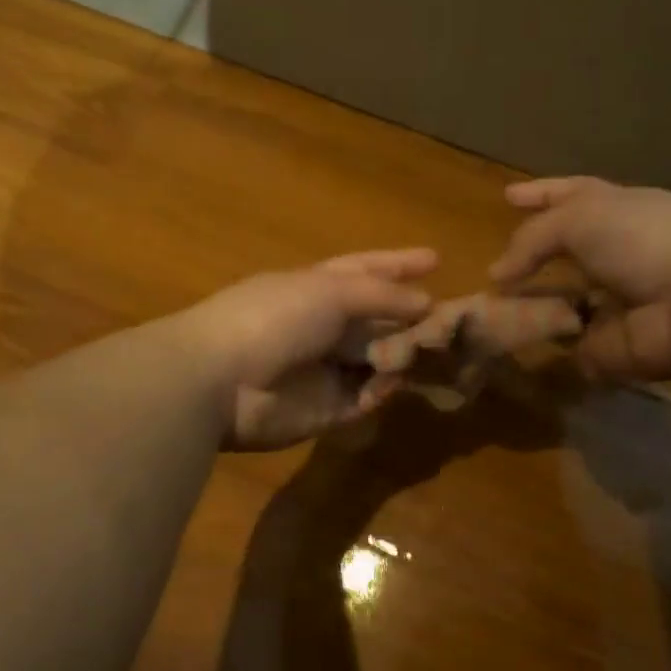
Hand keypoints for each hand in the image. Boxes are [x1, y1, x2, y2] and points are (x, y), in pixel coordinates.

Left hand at [181, 249, 437, 449]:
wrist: (220, 379)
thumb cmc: (273, 317)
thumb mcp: (330, 290)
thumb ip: (381, 295)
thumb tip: (425, 302)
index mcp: (317, 288)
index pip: (366, 271)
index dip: (398, 265)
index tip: (435, 260)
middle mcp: (324, 327)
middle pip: (378, 320)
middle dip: (411, 319)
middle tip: (450, 322)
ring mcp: (324, 370)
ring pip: (377, 360)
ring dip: (401, 356)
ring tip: (425, 353)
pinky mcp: (326, 410)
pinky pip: (365, 398)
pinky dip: (380, 390)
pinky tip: (386, 383)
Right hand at [488, 177, 670, 381]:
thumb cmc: (643, 240)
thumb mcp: (581, 217)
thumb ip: (534, 238)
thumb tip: (497, 273)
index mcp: (618, 211)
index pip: (571, 196)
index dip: (540, 194)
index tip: (507, 196)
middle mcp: (617, 253)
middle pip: (565, 254)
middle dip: (531, 261)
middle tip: (495, 272)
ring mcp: (615, 302)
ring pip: (563, 302)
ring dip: (532, 306)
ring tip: (492, 308)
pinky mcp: (611, 345)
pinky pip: (569, 345)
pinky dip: (548, 344)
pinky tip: (516, 340)